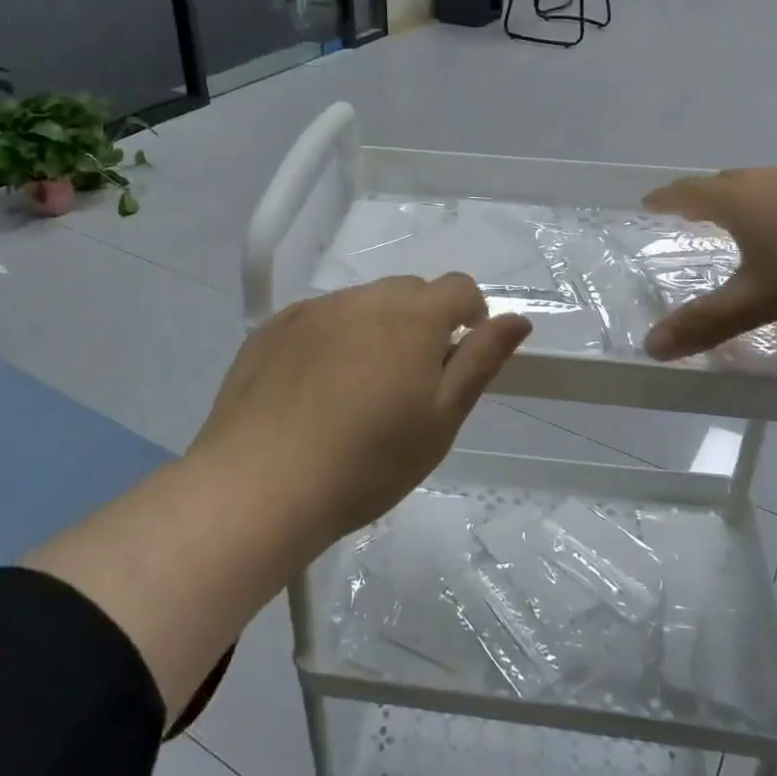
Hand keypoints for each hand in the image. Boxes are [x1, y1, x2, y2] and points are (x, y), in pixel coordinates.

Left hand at [189, 275, 531, 536]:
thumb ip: (480, 361)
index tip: (459, 359)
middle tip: (409, 384)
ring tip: (357, 391)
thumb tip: (517, 319)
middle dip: (422, 322)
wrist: (259, 487)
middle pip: (409, 292)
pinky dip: (331, 339)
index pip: (459, 287)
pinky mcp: (272, 329)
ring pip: (361, 304)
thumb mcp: (440, 421)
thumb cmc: (367, 464)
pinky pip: (318, 319)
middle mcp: (362, 299)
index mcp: (411, 317)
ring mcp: (312, 310)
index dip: (471, 316)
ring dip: (375, 329)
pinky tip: (315, 390)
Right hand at [642, 161, 776, 360]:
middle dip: (705, 200)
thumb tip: (650, 346)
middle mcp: (772, 180)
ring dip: (751, 203)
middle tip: (694, 215)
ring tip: (751, 222)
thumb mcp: (765, 298)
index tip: (649, 202)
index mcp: (739, 201)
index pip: (688, 194)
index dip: (665, 200)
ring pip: (770, 187)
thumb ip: (709, 321)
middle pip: (727, 184)